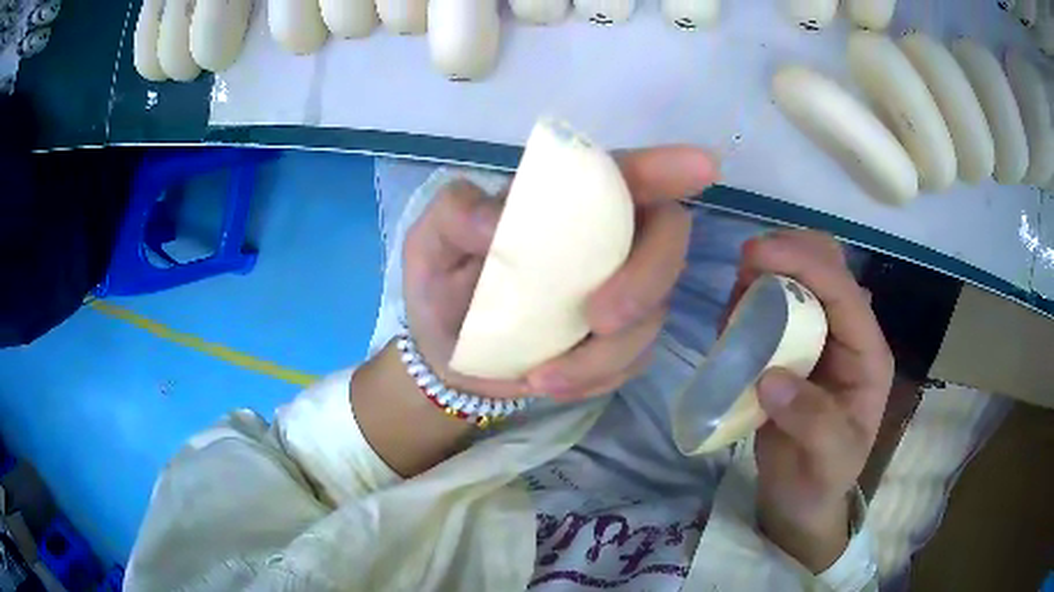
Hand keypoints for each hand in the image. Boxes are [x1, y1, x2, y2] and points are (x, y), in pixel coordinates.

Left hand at [403, 147, 717, 399]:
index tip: (704, 166)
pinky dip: (598, 377)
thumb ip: (455, 216)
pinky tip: (553, 382)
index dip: (669, 168)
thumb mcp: (430, 244)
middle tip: (599, 317)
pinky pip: (634, 359)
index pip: (626, 174)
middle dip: (646, 278)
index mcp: (568, 201)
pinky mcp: (622, 344)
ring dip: (608, 350)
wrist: (452, 358)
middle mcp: (609, 240)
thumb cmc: (444, 286)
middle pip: (667, 239)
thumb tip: (493, 222)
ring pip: (655, 311)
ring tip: (542, 375)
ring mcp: (624, 293)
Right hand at [731, 230, 892, 570]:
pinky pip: (775, 303)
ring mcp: (820, 338)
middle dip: (790, 252)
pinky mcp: (793, 346)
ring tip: (736, 302)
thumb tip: (771, 376)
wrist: (801, 497)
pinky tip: (734, 321)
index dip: (805, 263)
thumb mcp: (828, 461)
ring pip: (801, 276)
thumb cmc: (821, 480)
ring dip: (768, 273)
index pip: (844, 292)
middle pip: (828, 266)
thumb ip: (813, 422)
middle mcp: (847, 335)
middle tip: (745, 266)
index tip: (755, 255)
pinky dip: (753, 298)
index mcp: (868, 355)